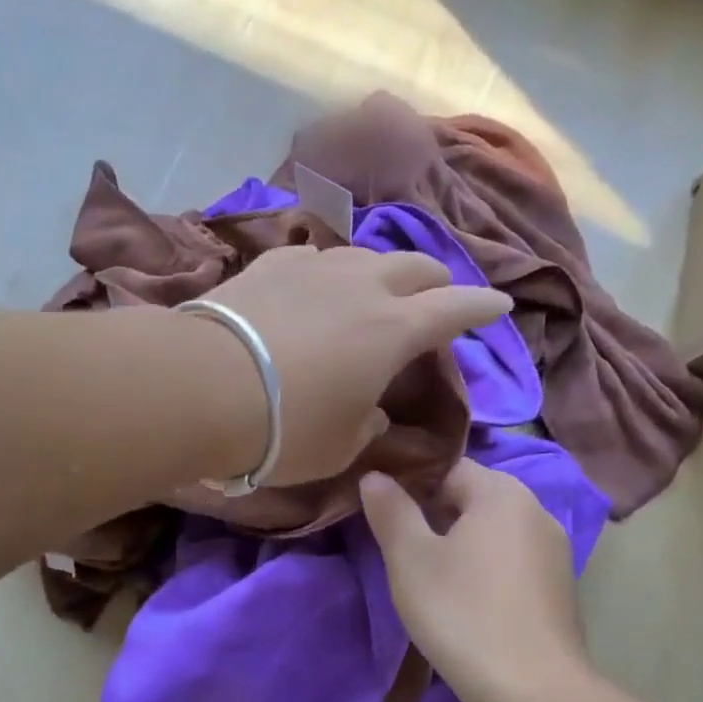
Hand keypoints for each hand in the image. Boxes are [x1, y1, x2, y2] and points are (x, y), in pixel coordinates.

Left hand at [198, 245, 509, 486]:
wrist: (203, 387)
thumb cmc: (285, 428)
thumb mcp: (341, 446)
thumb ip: (368, 424)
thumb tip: (373, 411)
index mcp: (394, 330)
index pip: (456, 309)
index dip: (482, 307)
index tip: (499, 305)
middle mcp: (363, 286)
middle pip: (416, 266)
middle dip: (435, 282)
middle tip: (436, 299)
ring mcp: (314, 267)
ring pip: (364, 256)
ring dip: (380, 273)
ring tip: (373, 290)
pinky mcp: (270, 265)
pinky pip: (312, 258)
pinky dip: (326, 272)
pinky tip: (313, 285)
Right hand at [360, 458, 587, 701]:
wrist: (534, 691)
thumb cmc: (462, 613)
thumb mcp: (410, 560)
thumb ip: (391, 510)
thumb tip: (375, 476)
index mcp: (501, 492)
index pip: (447, 467)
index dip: (410, 483)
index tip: (383, 510)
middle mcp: (535, 509)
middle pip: (472, 496)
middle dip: (434, 514)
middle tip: (399, 546)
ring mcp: (553, 549)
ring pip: (493, 530)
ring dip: (460, 542)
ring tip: (429, 574)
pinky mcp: (560, 586)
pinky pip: (512, 559)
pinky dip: (486, 566)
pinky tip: (467, 599)